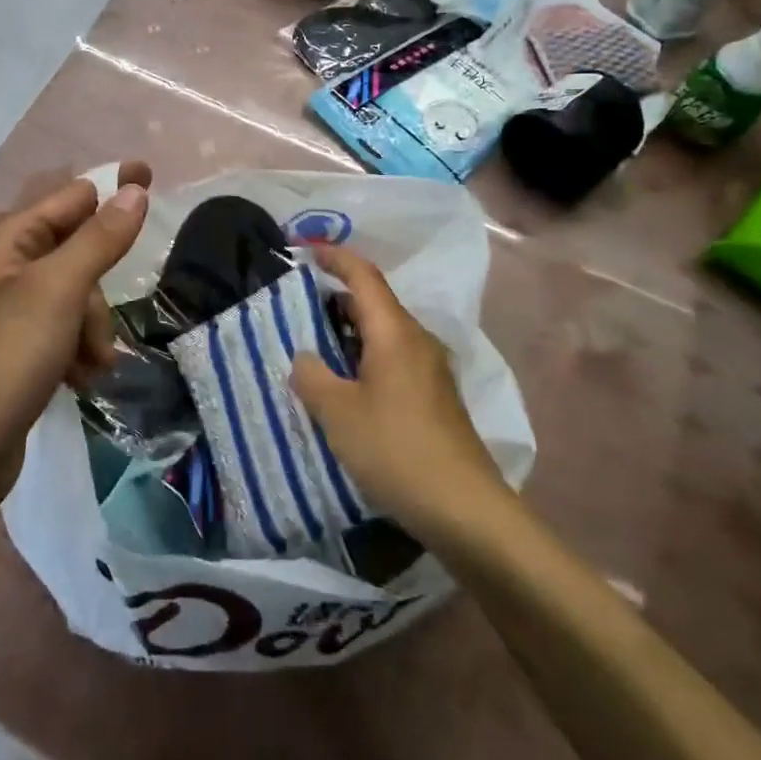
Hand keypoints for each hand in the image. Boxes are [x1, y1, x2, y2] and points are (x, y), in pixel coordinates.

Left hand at [0, 162, 151, 500]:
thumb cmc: (4, 357)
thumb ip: (100, 238)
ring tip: (88, 366)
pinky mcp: (16, 346)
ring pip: (78, 295)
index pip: (73, 196)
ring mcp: (9, 308)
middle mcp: (5, 265)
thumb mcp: (58, 291)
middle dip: (98, 291)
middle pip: (79, 251)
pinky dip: (78, 349)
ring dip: (92, 328)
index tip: (152, 178)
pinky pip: (64, 329)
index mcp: (7, 238)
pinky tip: (78, 378)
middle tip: (97, 331)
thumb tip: (134, 189)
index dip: (113, 188)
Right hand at [290, 245, 507, 541]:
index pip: (364, 276)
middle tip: (296, 307)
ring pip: (383, 334)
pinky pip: (392, 360)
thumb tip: (304, 357)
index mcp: (395, 332)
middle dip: (335, 298)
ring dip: (348, 333)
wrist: (464, 508)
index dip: (335, 257)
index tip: (305, 251)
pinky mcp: (434, 398)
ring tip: (312, 347)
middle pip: (373, 303)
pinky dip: (364, 358)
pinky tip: (344, 387)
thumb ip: (312, 377)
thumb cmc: (396, 449)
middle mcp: (417, 341)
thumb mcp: (338, 412)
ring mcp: (430, 370)